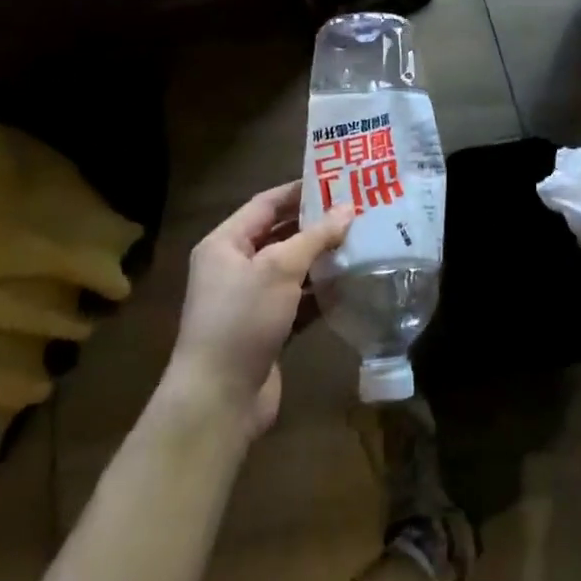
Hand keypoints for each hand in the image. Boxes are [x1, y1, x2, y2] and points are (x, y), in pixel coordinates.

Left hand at [166, 182, 354, 437]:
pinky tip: (351, 284)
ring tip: (362, 241)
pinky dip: (320, 293)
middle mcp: (234, 267)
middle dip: (316, 225)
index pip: (265, 204)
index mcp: (225, 244)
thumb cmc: (243, 318)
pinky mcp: (267, 330)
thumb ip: (315, 236)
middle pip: (279, 235)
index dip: (299, 191)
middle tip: (357, 210)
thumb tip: (348, 210)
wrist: (219, 399)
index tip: (337, 180)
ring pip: (292, 270)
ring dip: (322, 259)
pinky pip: (298, 301)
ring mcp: (250, 301)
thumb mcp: (280, 268)